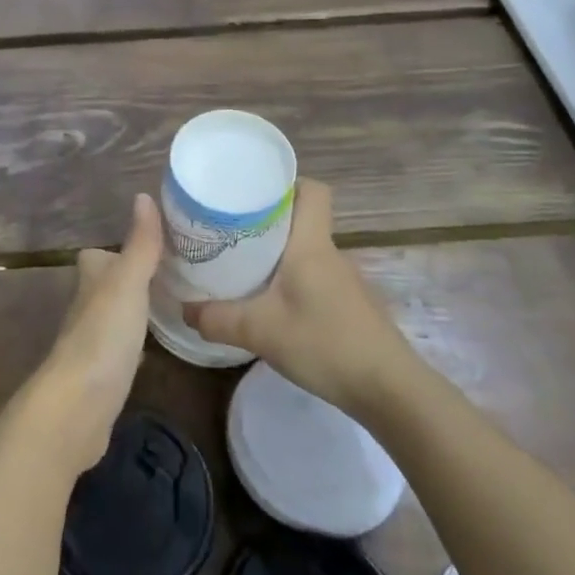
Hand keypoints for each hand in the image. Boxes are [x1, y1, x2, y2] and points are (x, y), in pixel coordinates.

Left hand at [18, 194, 163, 477]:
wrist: (78, 406)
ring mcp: (92, 343)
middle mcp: (86, 308)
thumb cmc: (103, 336)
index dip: (115, 251)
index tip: (149, 245)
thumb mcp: (128, 283)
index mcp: (91, 281)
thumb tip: (144, 196)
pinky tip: (153, 346)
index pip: (96, 257)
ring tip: (169, 303)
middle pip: (105, 286)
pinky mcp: (102, 375)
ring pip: (113, 316)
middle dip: (129, 279)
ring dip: (133, 309)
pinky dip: (134, 342)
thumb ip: (139, 244)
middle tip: (168, 274)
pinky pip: (120, 348)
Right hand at [185, 179, 420, 414]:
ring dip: (277, 255)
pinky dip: (292, 282)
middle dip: (266, 221)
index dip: (285, 183)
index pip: (311, 190)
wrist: (390, 391)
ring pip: (306, 252)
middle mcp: (331, 254)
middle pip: (301, 220)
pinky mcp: (350, 307)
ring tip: (241, 267)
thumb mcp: (259, 331)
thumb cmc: (325, 343)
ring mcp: (345, 281)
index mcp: (311, 244)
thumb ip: (217, 319)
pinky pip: (314, 278)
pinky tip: (272, 305)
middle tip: (229, 231)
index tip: (251, 192)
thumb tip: (184, 309)